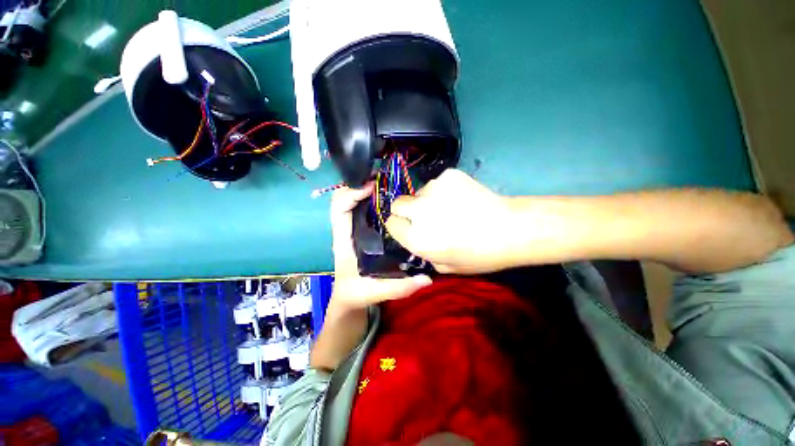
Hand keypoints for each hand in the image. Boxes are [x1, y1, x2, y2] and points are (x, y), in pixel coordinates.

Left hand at [330, 184, 431, 310]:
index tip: (372, 187)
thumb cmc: (356, 293)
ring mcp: (354, 228)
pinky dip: (373, 199)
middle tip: (383, 180)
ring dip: (366, 189)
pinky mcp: (362, 230)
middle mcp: (347, 230)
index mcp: (344, 240)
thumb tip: (427, 279)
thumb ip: (400, 288)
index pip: (339, 209)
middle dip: (359, 185)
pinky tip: (390, 199)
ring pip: (353, 201)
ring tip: (388, 185)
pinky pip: (363, 208)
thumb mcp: (376, 292)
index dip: (351, 193)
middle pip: (344, 198)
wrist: (349, 297)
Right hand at [385, 169, 515, 273]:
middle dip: (407, 210)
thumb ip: (424, 254)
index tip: (408, 227)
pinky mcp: (449, 175)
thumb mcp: (446, 266)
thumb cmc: (479, 254)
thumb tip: (417, 239)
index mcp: (417, 237)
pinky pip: (437, 182)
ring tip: (450, 208)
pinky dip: (444, 190)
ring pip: (419, 192)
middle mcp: (419, 212)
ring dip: (427, 200)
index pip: (390, 223)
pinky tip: (461, 198)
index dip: (399, 226)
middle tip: (426, 216)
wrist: (511, 229)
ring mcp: (434, 189)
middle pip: (398, 203)